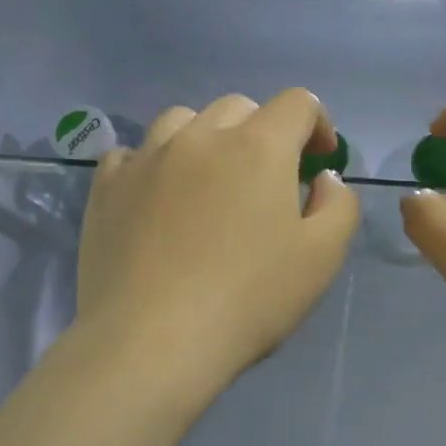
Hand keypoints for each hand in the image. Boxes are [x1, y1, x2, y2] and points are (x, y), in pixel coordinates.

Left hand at [76, 90, 360, 390]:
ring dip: (206, 139)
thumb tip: (324, 180)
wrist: (152, 341)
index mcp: (258, 147)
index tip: (319, 161)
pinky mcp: (107, 187)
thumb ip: (338, 206)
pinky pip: (132, 153)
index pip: (297, 104)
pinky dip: (153, 164)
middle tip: (268, 180)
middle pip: (239, 107)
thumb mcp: (321, 258)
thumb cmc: (248, 299)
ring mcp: (147, 158)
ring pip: (181, 120)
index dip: (317, 124)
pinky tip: (157, 198)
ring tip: (208, 180)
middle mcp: (200, 137)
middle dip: (263, 132)